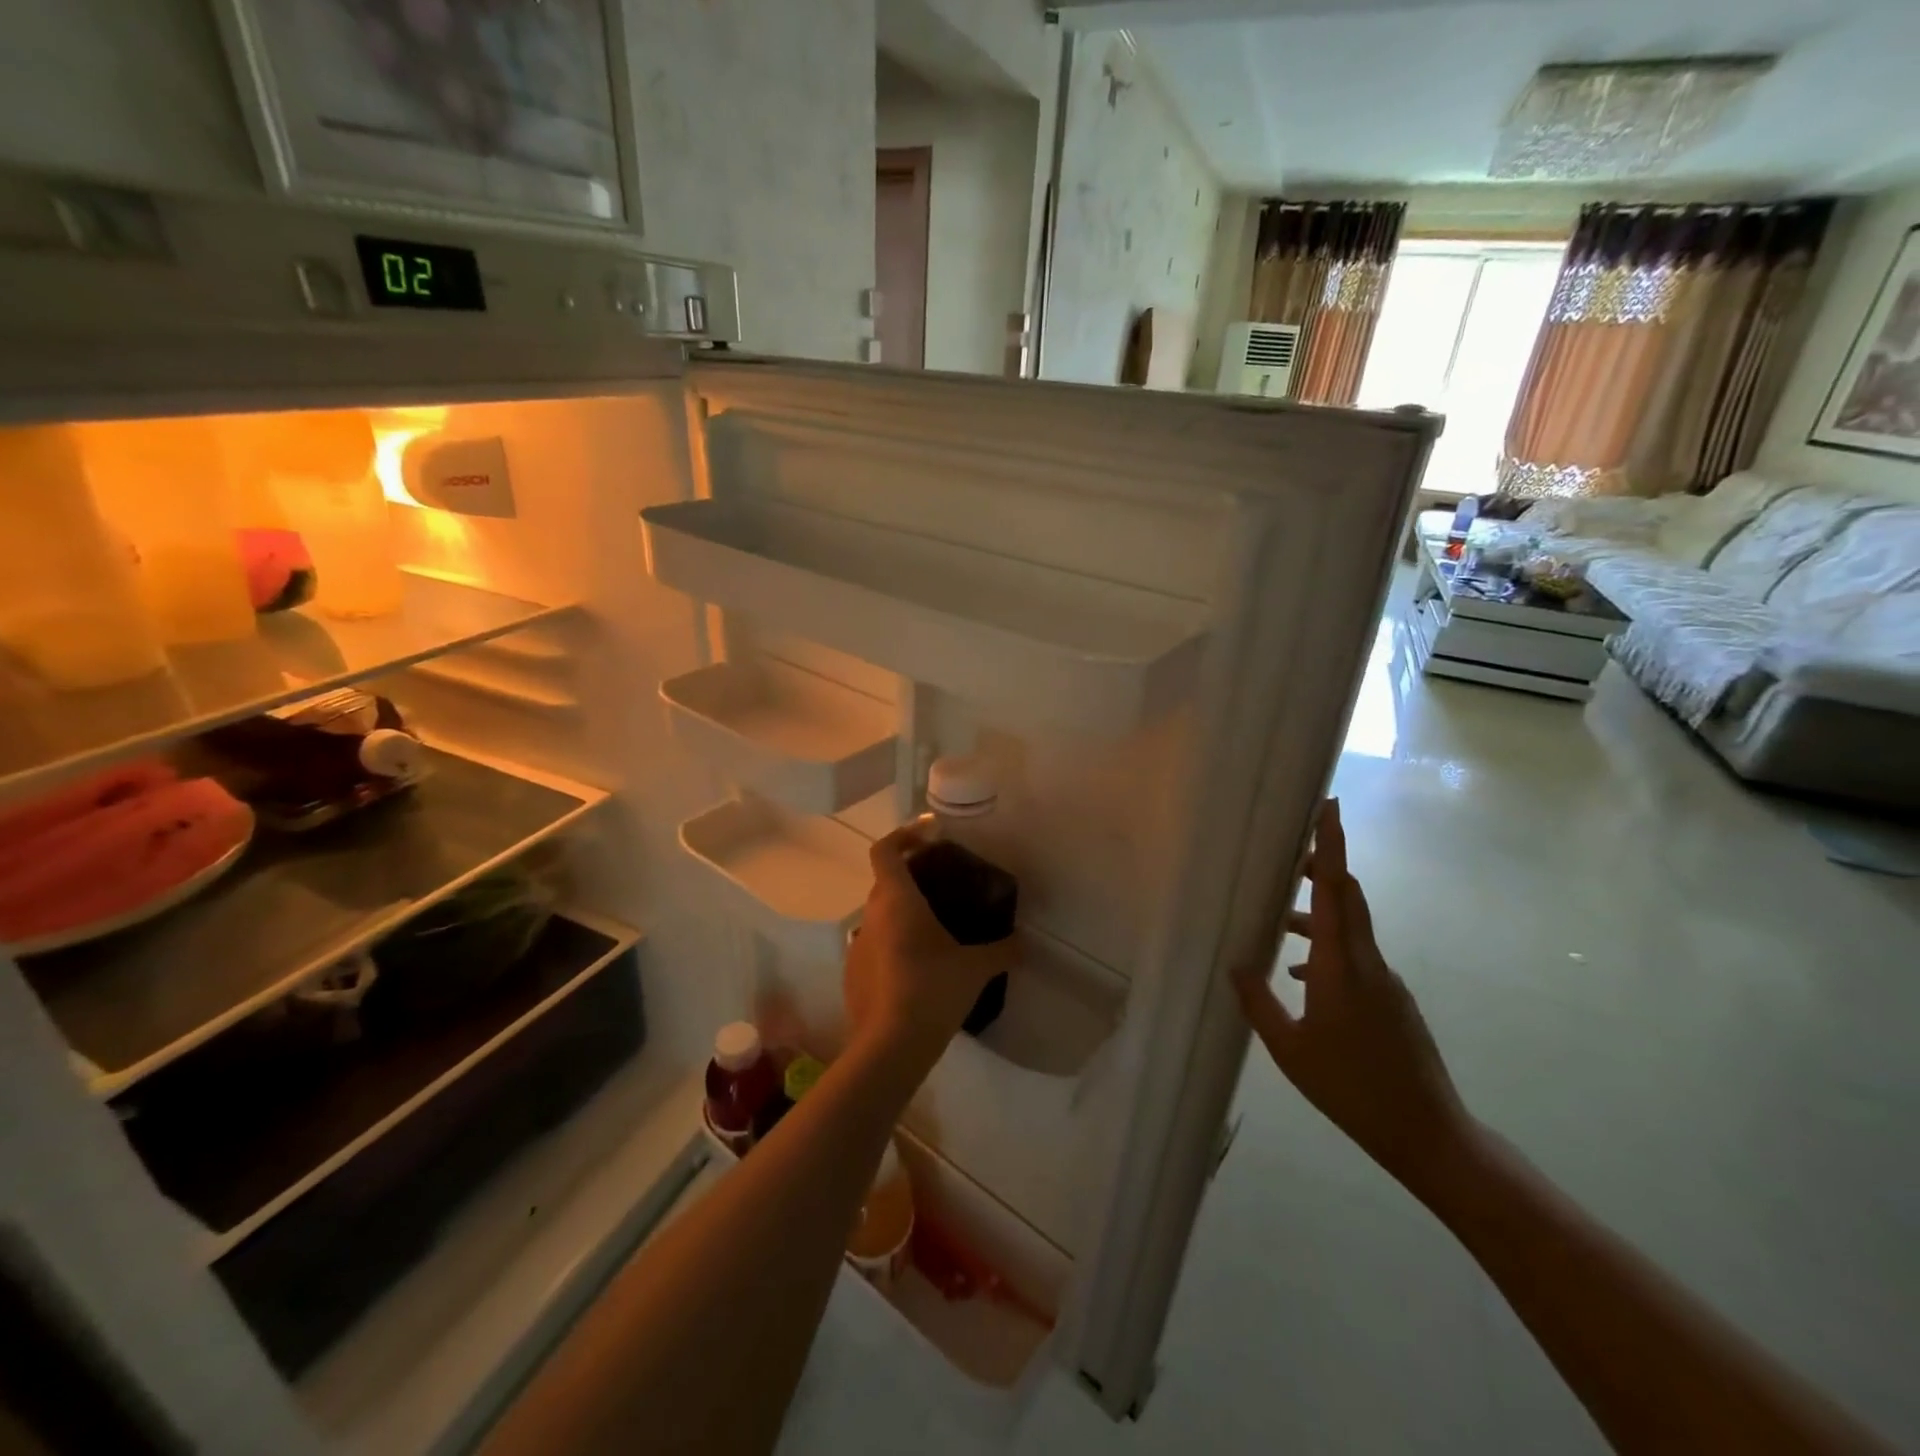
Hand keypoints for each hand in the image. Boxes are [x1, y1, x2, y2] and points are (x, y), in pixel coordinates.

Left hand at [844, 822, 1010, 1075]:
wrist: (890, 1046)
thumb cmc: (932, 990)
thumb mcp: (976, 968)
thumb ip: (1002, 950)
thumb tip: (1024, 943)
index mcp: (896, 900)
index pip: (886, 850)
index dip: (904, 835)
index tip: (928, 836)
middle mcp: (871, 915)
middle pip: (884, 881)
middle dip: (910, 877)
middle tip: (942, 886)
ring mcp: (857, 946)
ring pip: (879, 915)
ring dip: (901, 913)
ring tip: (934, 929)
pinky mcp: (853, 974)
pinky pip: (874, 946)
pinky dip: (893, 945)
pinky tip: (918, 968)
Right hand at [1233, 799, 1473, 1191]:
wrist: (1428, 1134)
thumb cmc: (1351, 1089)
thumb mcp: (1290, 1050)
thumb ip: (1260, 1003)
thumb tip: (1235, 965)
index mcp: (1342, 967)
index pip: (1337, 891)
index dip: (1333, 846)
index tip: (1329, 807)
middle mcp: (1369, 962)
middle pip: (1348, 897)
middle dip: (1324, 864)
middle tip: (1292, 848)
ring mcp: (1385, 980)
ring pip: (1349, 927)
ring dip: (1317, 913)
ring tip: (1279, 920)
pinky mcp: (1392, 999)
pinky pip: (1355, 956)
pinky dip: (1326, 949)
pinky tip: (1298, 975)